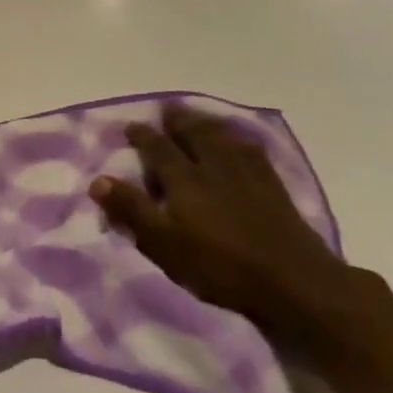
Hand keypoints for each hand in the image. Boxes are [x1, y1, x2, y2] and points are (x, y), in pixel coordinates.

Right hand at [89, 107, 358, 348]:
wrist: (294, 282)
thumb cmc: (220, 266)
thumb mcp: (164, 244)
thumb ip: (132, 210)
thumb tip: (98, 180)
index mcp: (184, 179)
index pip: (158, 148)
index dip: (143, 136)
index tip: (131, 127)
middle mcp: (214, 166)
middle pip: (194, 133)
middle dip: (178, 120)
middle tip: (167, 110)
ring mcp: (248, 174)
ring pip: (223, 137)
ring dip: (207, 124)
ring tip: (198, 118)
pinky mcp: (273, 187)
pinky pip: (251, 150)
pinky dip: (238, 139)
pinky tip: (239, 142)